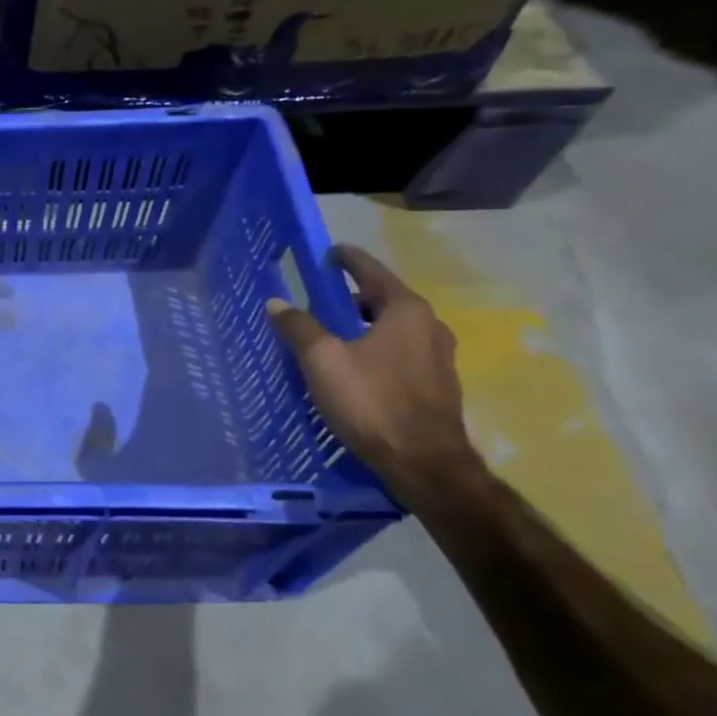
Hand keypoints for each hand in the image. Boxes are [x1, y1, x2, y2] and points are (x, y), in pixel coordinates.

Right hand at [266, 244, 484, 504]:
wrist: (424, 463)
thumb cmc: (372, 401)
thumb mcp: (322, 360)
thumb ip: (299, 327)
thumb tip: (277, 303)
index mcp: (406, 311)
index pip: (372, 272)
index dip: (348, 260)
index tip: (329, 252)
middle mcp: (430, 327)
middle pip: (385, 301)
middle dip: (353, 297)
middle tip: (321, 301)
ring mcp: (439, 359)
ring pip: (394, 330)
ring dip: (365, 327)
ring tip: (334, 336)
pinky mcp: (437, 387)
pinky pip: (400, 354)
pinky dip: (376, 350)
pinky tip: (355, 368)